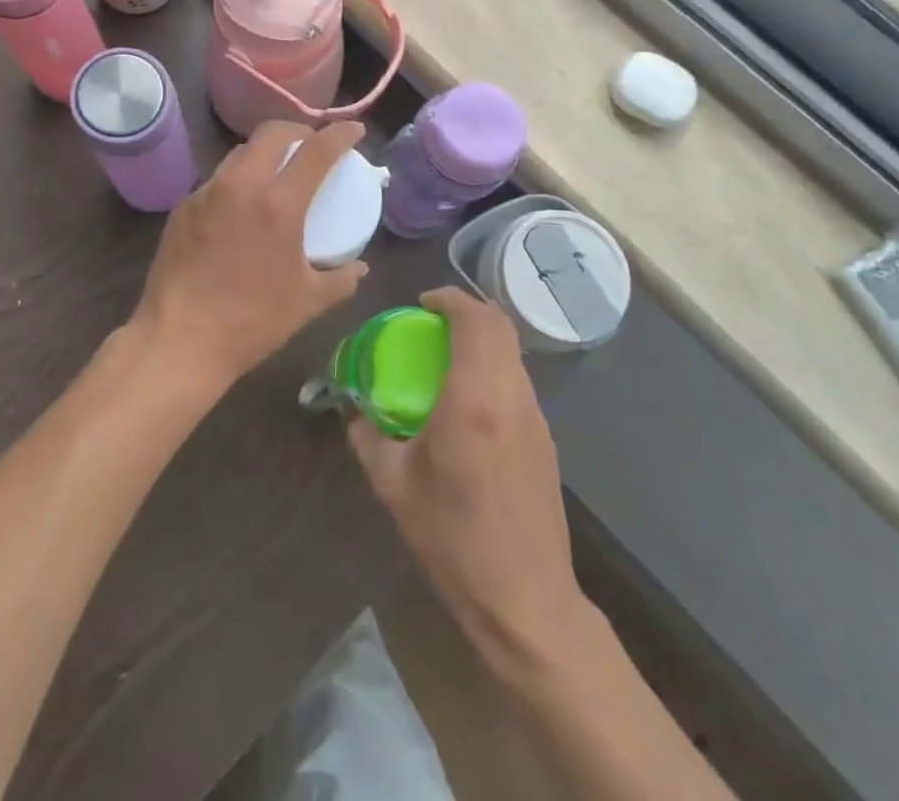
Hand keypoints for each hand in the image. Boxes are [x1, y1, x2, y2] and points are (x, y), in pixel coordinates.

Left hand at [132, 121, 368, 396]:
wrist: (178, 341)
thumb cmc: (251, 322)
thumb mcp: (307, 302)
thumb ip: (340, 279)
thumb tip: (360, 268)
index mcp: (278, 203)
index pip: (316, 150)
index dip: (340, 134)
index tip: (354, 131)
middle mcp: (240, 185)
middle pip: (272, 133)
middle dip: (298, 131)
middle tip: (312, 144)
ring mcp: (206, 193)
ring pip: (240, 153)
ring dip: (265, 152)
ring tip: (277, 172)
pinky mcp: (182, 207)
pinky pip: (217, 180)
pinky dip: (238, 179)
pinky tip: (242, 206)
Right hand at [347, 287, 585, 668]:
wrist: (525, 600)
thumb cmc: (453, 538)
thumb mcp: (394, 486)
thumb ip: (368, 437)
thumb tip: (353, 410)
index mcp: (474, 399)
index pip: (475, 320)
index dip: (450, 299)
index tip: (422, 303)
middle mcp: (511, 396)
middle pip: (500, 326)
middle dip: (467, 312)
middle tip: (431, 323)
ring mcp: (535, 417)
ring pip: (513, 352)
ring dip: (482, 339)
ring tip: (446, 358)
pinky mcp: (545, 439)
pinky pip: (517, 380)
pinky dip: (493, 367)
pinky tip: (468, 401)